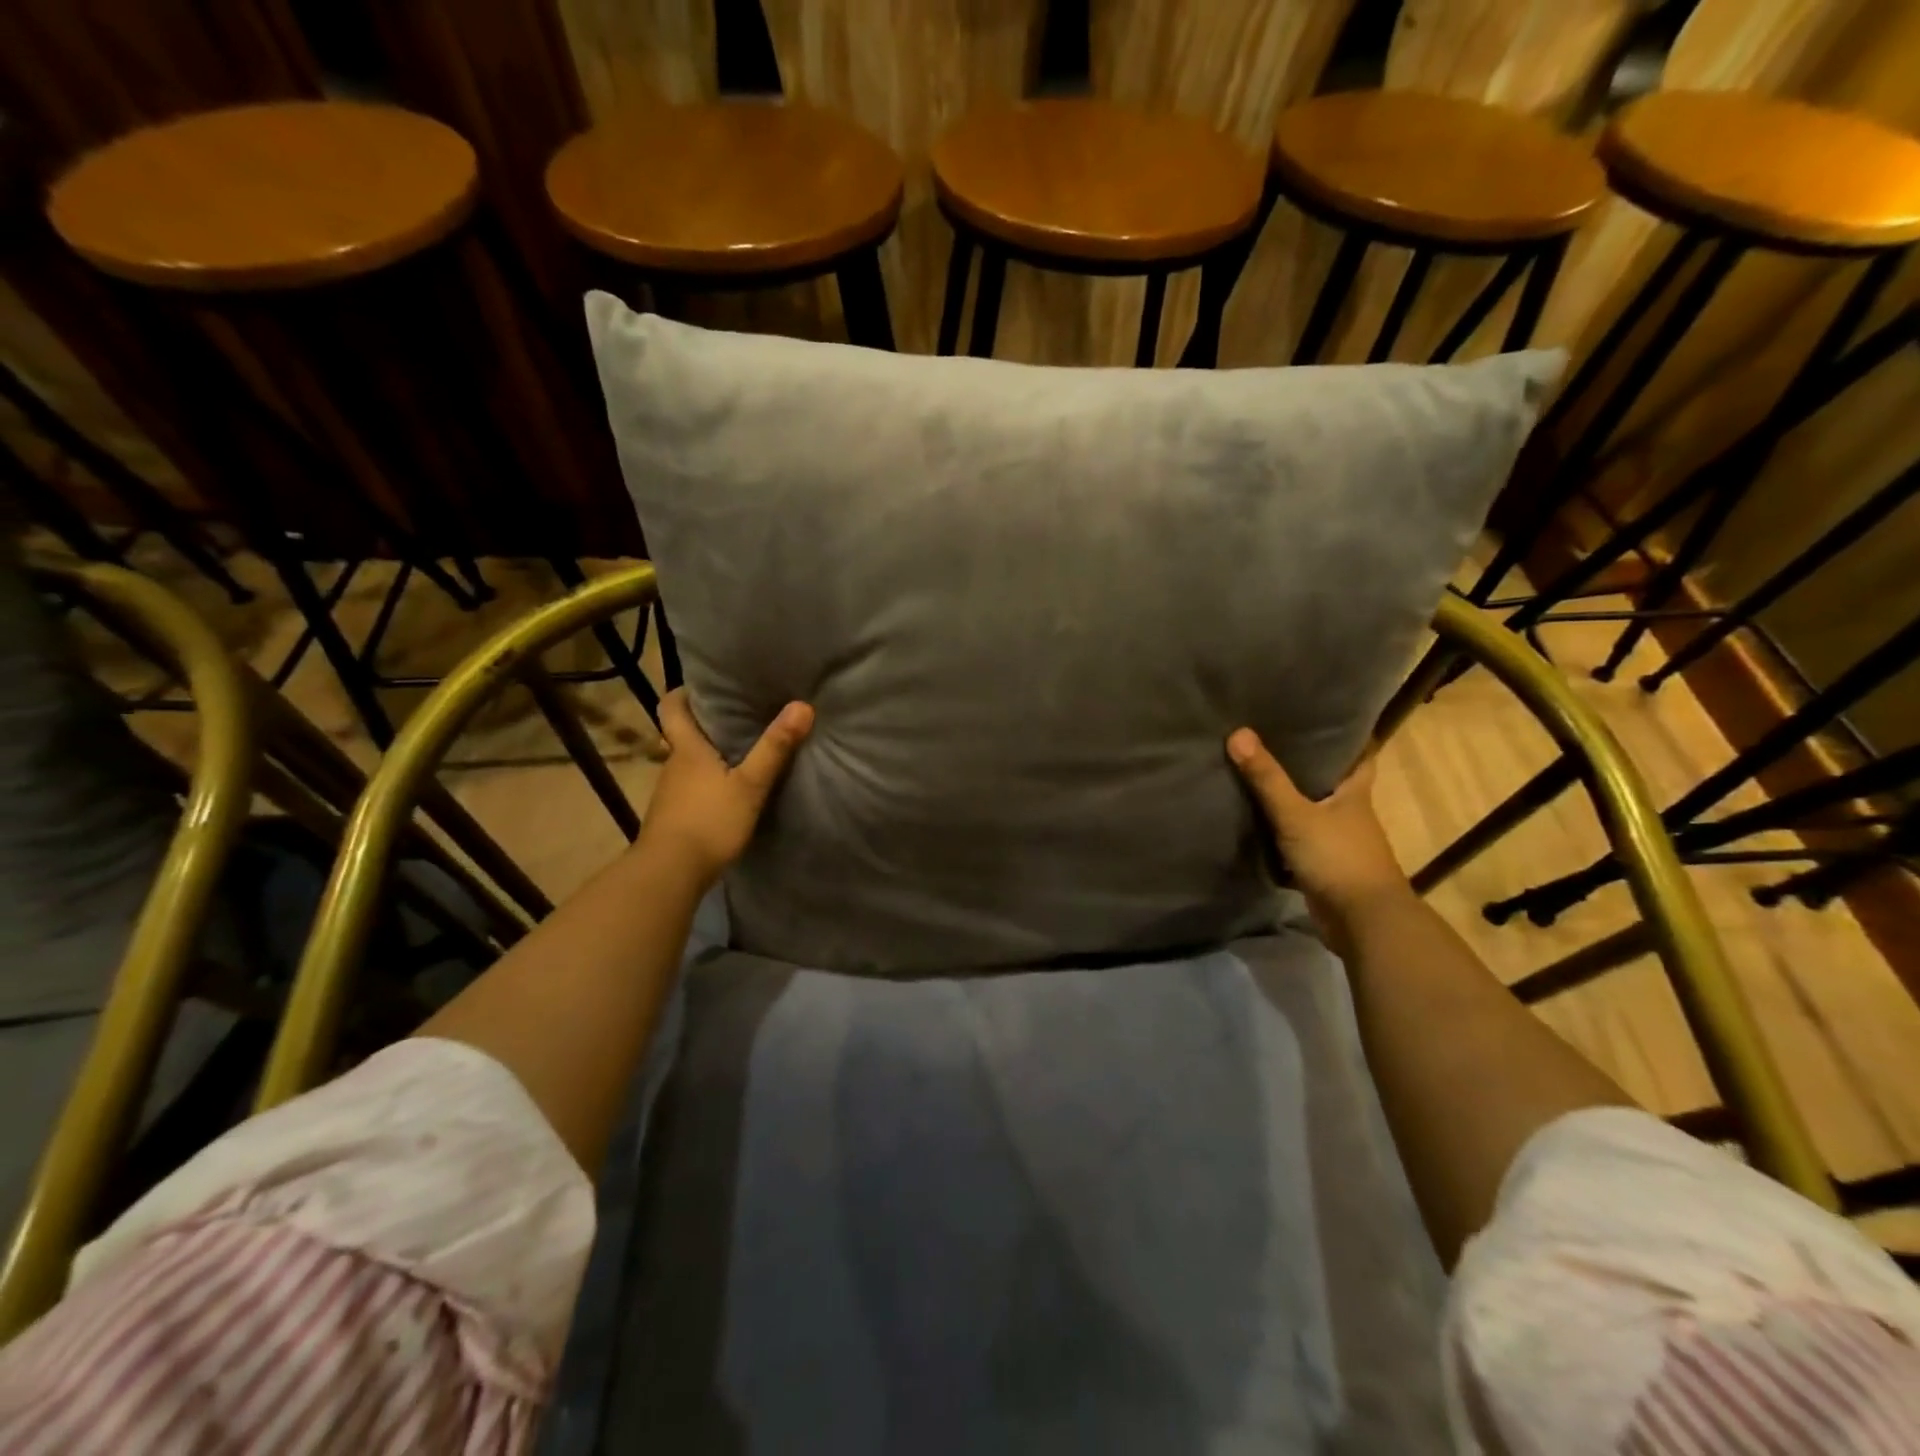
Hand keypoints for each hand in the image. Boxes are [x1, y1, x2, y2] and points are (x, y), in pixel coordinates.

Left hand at [639, 689, 813, 884]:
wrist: (670, 873)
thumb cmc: (709, 821)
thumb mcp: (751, 784)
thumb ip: (775, 747)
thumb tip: (802, 705)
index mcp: (687, 749)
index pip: (671, 707)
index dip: (683, 693)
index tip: (705, 687)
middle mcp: (673, 764)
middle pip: (682, 734)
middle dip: (706, 724)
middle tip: (739, 716)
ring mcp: (669, 793)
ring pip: (687, 763)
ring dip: (708, 756)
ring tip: (740, 753)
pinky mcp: (672, 817)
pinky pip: (690, 789)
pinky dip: (706, 783)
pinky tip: (727, 793)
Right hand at [1226, 729, 1409, 927]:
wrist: (1362, 921)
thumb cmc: (1337, 857)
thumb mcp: (1295, 814)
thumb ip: (1267, 778)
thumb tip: (1238, 732)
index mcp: (1355, 794)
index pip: (1360, 756)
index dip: (1347, 737)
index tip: (1321, 718)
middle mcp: (1350, 815)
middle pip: (1331, 783)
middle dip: (1307, 766)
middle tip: (1272, 741)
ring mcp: (1338, 843)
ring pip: (1313, 813)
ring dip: (1292, 801)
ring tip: (1256, 776)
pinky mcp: (1324, 867)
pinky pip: (1299, 842)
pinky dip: (1282, 835)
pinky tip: (1256, 824)